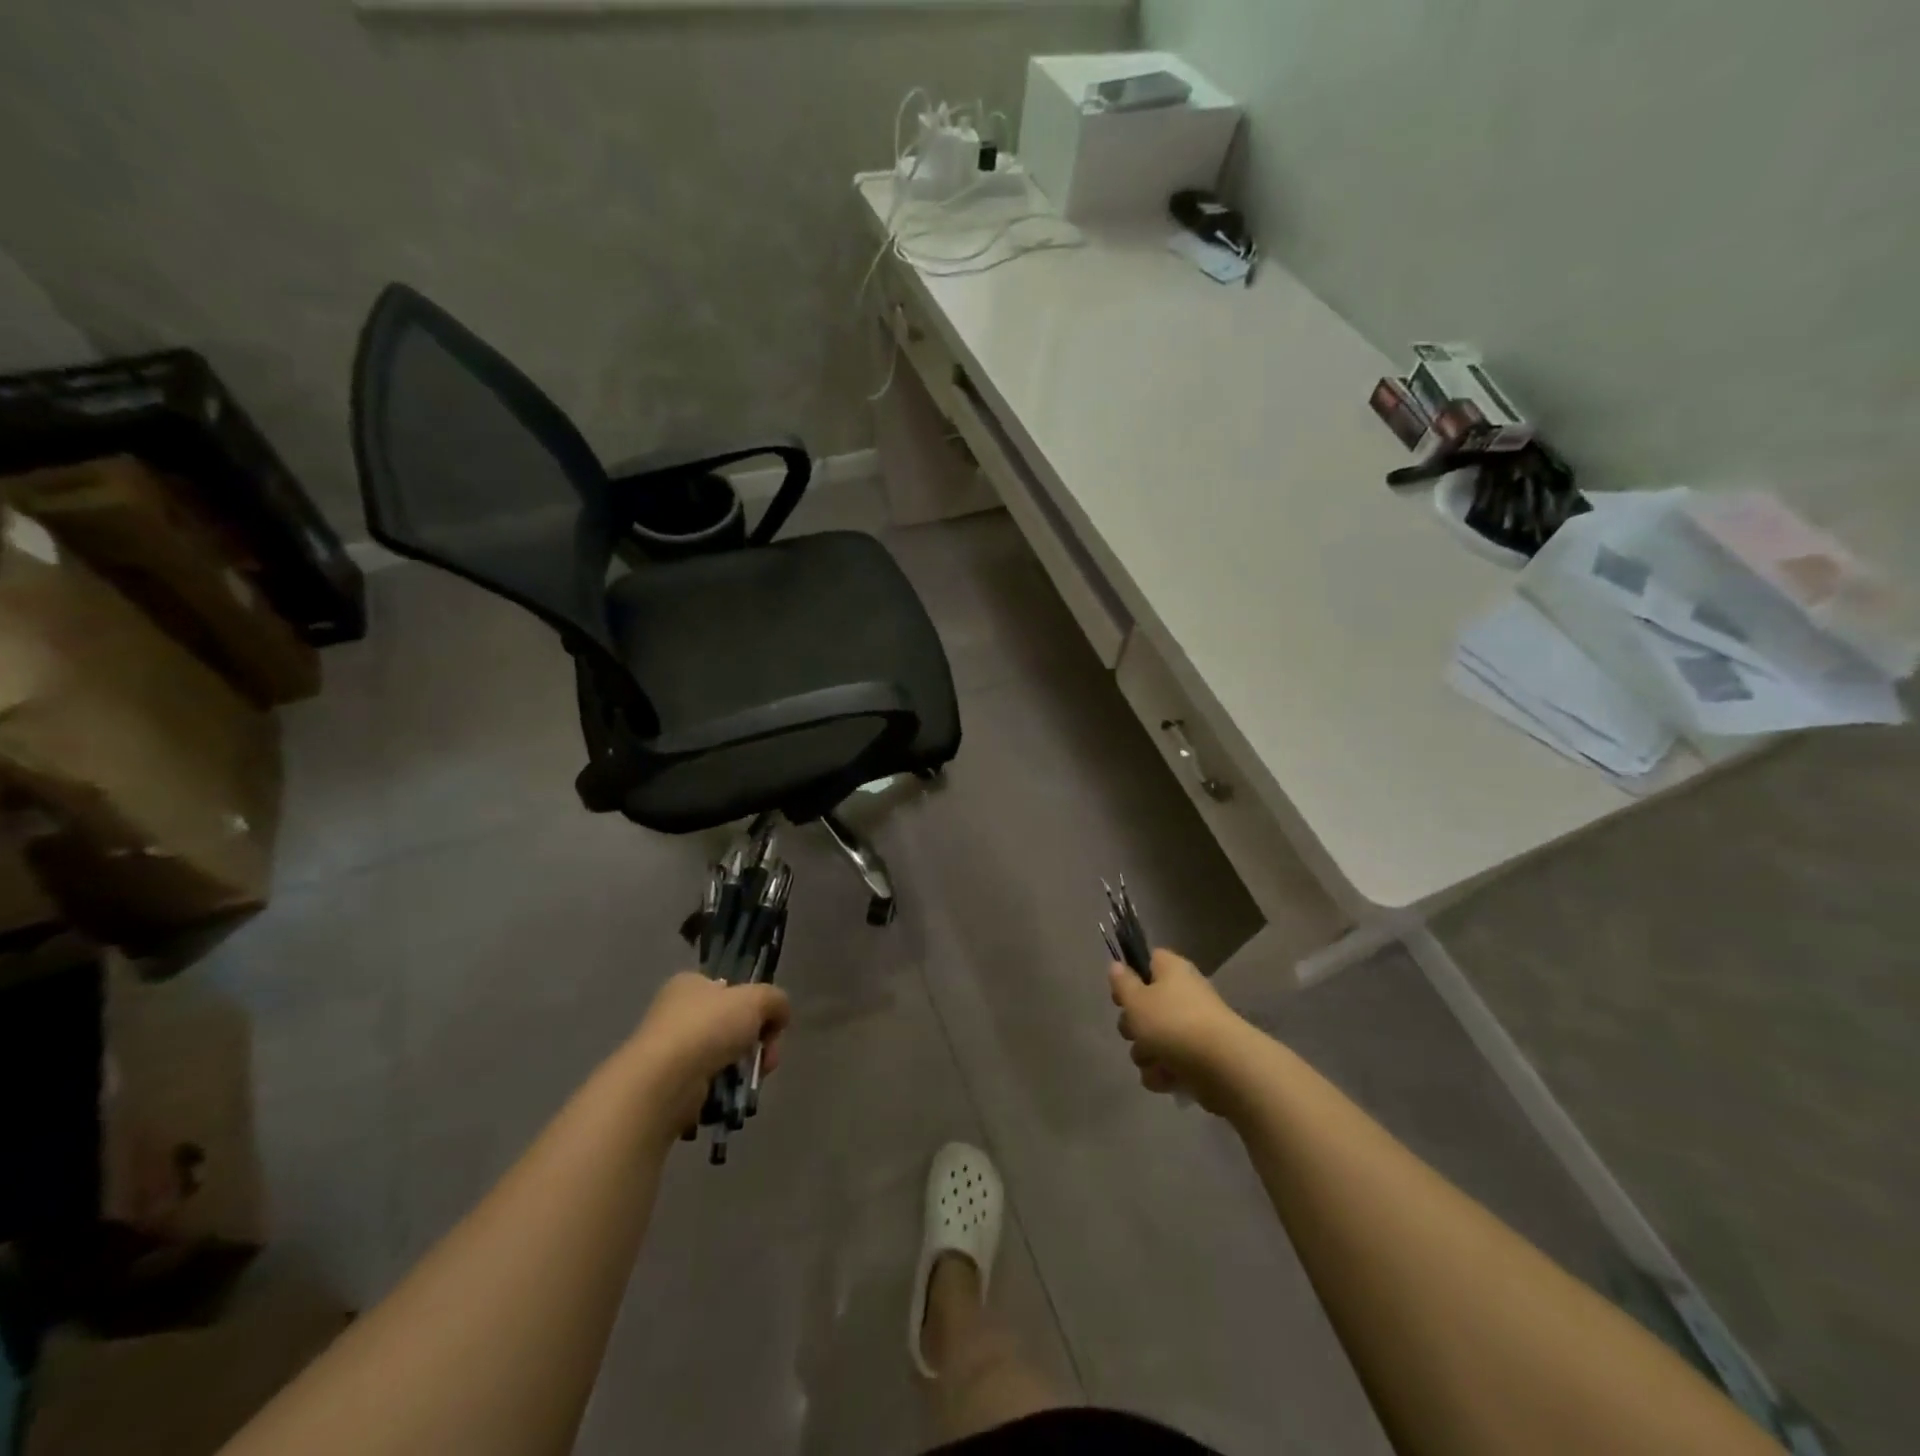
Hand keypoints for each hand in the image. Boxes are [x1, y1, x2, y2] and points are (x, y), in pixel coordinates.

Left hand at [625, 972, 791, 1132]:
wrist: (664, 1082)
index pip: (729, 989)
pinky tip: (730, 1094)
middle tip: (769, 1058)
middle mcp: (675, 1012)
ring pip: (722, 1056)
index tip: (770, 1025)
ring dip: (743, 1068)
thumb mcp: (756, 999)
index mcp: (689, 984)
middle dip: (756, 1042)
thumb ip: (776, 1000)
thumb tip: (780, 1016)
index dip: (754, 1005)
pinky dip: (723, 1089)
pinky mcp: (668, 1085)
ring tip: (752, 1080)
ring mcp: (669, 1050)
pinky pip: (707, 1084)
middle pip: (731, 1024)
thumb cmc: (708, 1027)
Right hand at [1110, 950, 1254, 1114]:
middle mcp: (1185, 995)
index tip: (1121, 996)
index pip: (1149, 961)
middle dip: (1134, 1026)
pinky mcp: (1200, 1059)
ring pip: (1155, 1039)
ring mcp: (1194, 1028)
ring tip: (1154, 1061)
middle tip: (1135, 1032)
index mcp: (1172, 971)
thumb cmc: (1173, 1024)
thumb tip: (1117, 966)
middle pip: (1147, 1006)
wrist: (1223, 1067)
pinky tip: (1167, 1078)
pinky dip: (1164, 1073)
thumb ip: (1122, 984)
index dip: (1131, 976)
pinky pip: (1170, 1063)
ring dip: (1146, 1054)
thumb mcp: (1136, 1000)